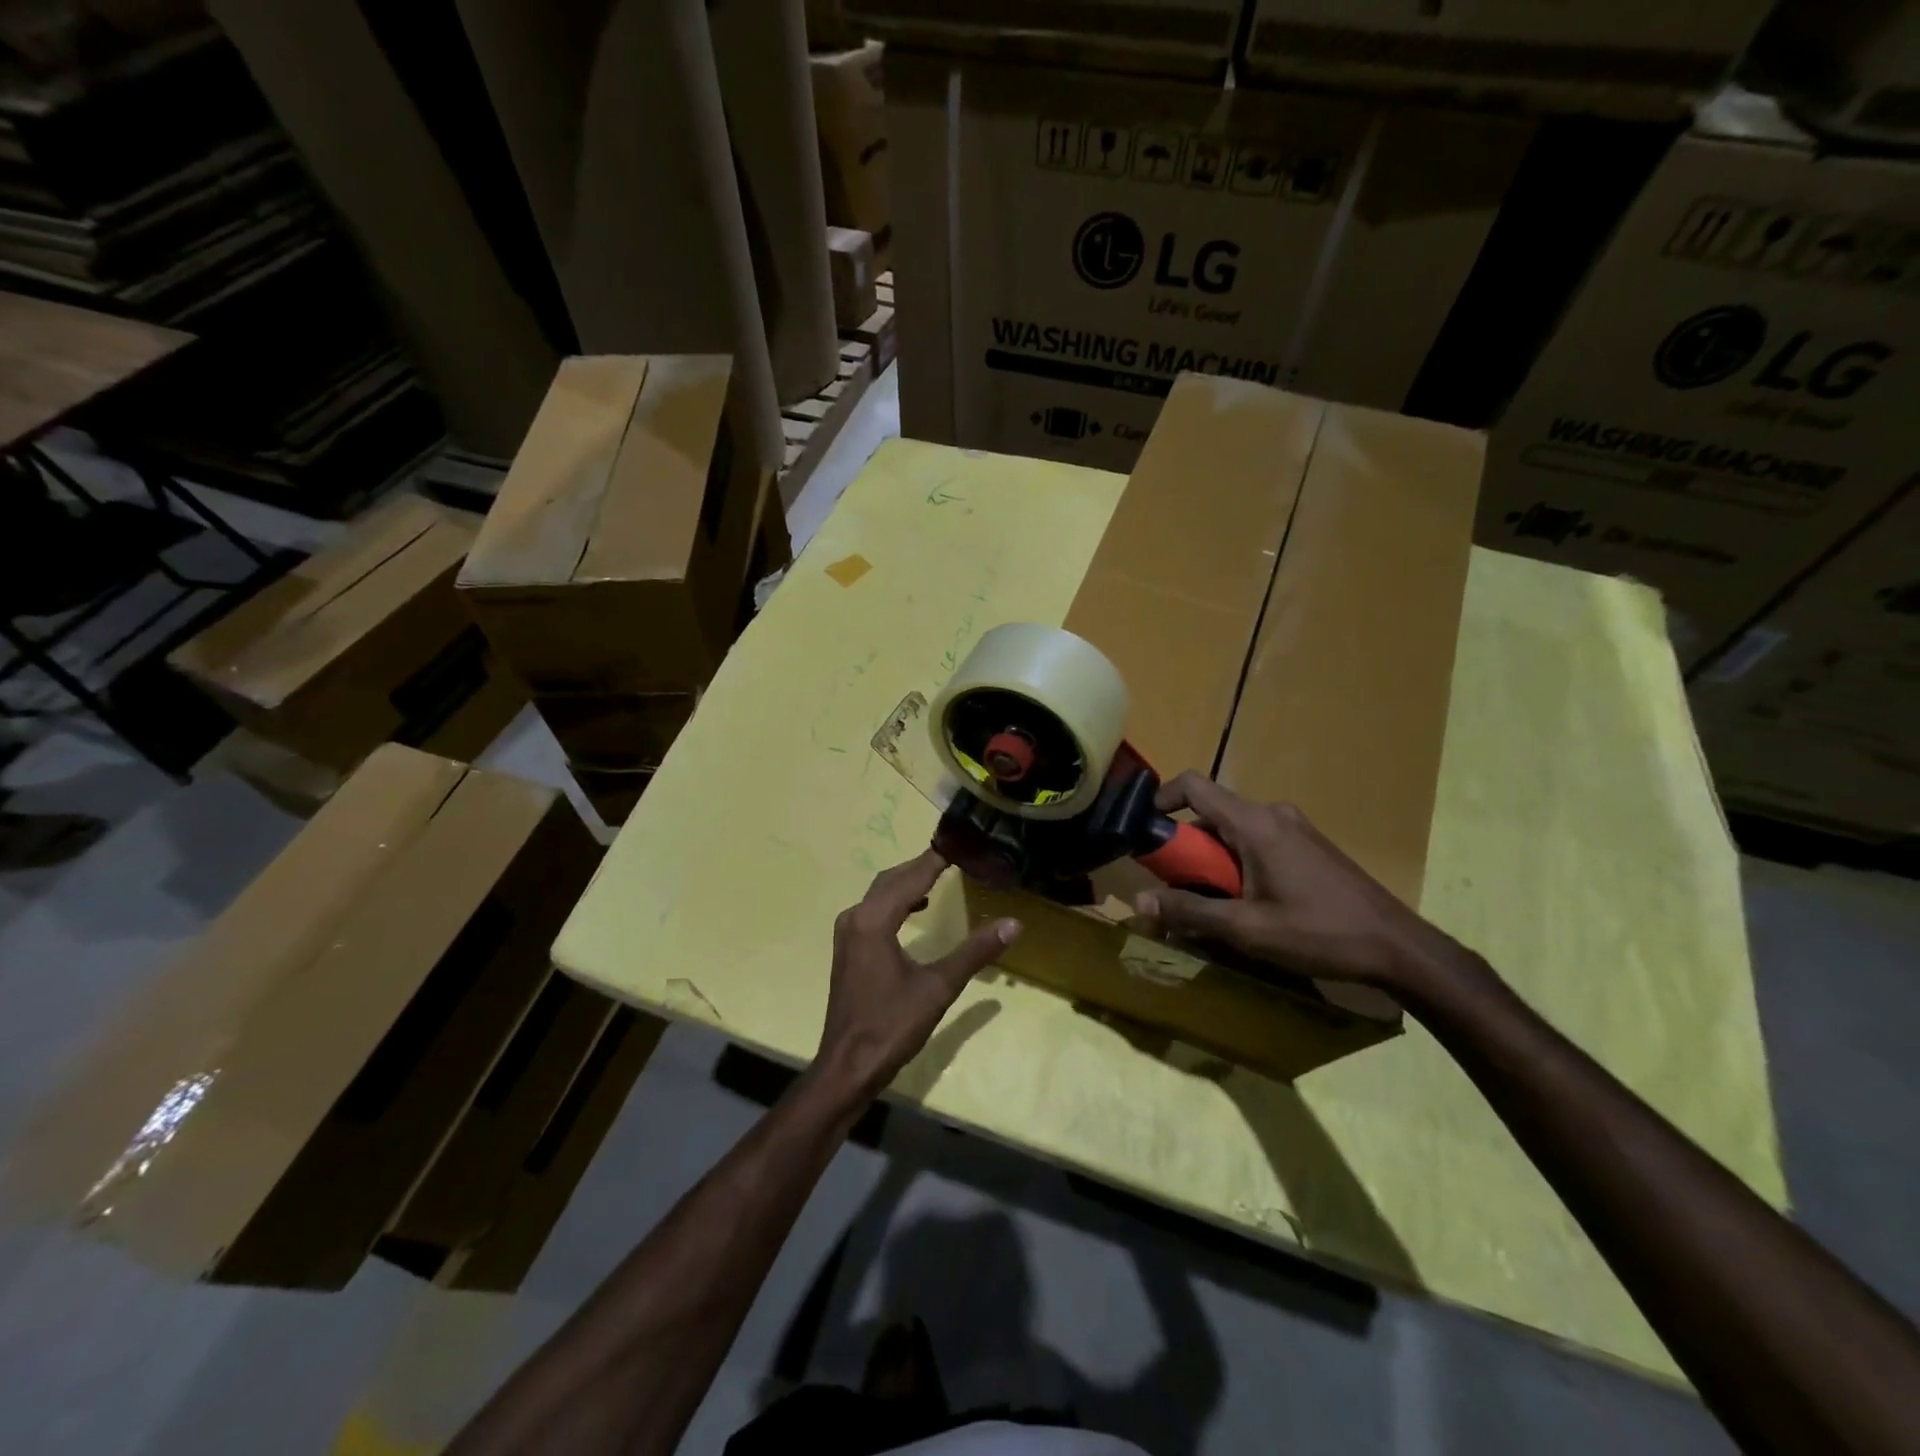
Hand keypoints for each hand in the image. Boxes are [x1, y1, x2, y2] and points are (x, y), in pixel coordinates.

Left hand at [817, 850, 1020, 1101]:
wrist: (848, 1065)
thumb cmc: (892, 1025)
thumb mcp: (938, 987)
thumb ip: (974, 952)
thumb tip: (1013, 924)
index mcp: (874, 920)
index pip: (911, 877)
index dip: (937, 858)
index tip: (963, 842)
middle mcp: (856, 917)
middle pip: (892, 879)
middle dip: (923, 865)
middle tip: (958, 855)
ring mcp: (848, 933)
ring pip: (881, 893)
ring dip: (909, 881)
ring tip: (941, 874)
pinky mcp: (848, 948)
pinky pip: (874, 909)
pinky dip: (897, 900)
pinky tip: (917, 908)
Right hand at [1134, 773, 1469, 994]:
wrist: (1398, 947)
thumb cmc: (1319, 933)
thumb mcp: (1247, 929)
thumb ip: (1190, 912)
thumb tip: (1140, 902)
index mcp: (1254, 824)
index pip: (1194, 785)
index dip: (1161, 799)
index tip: (1145, 832)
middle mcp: (1273, 814)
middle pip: (1211, 815)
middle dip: (1187, 849)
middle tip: (1178, 890)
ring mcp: (1294, 828)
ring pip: (1234, 832)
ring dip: (1214, 862)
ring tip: (1214, 906)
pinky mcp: (1309, 846)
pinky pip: (1257, 843)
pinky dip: (1239, 864)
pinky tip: (1250, 905)